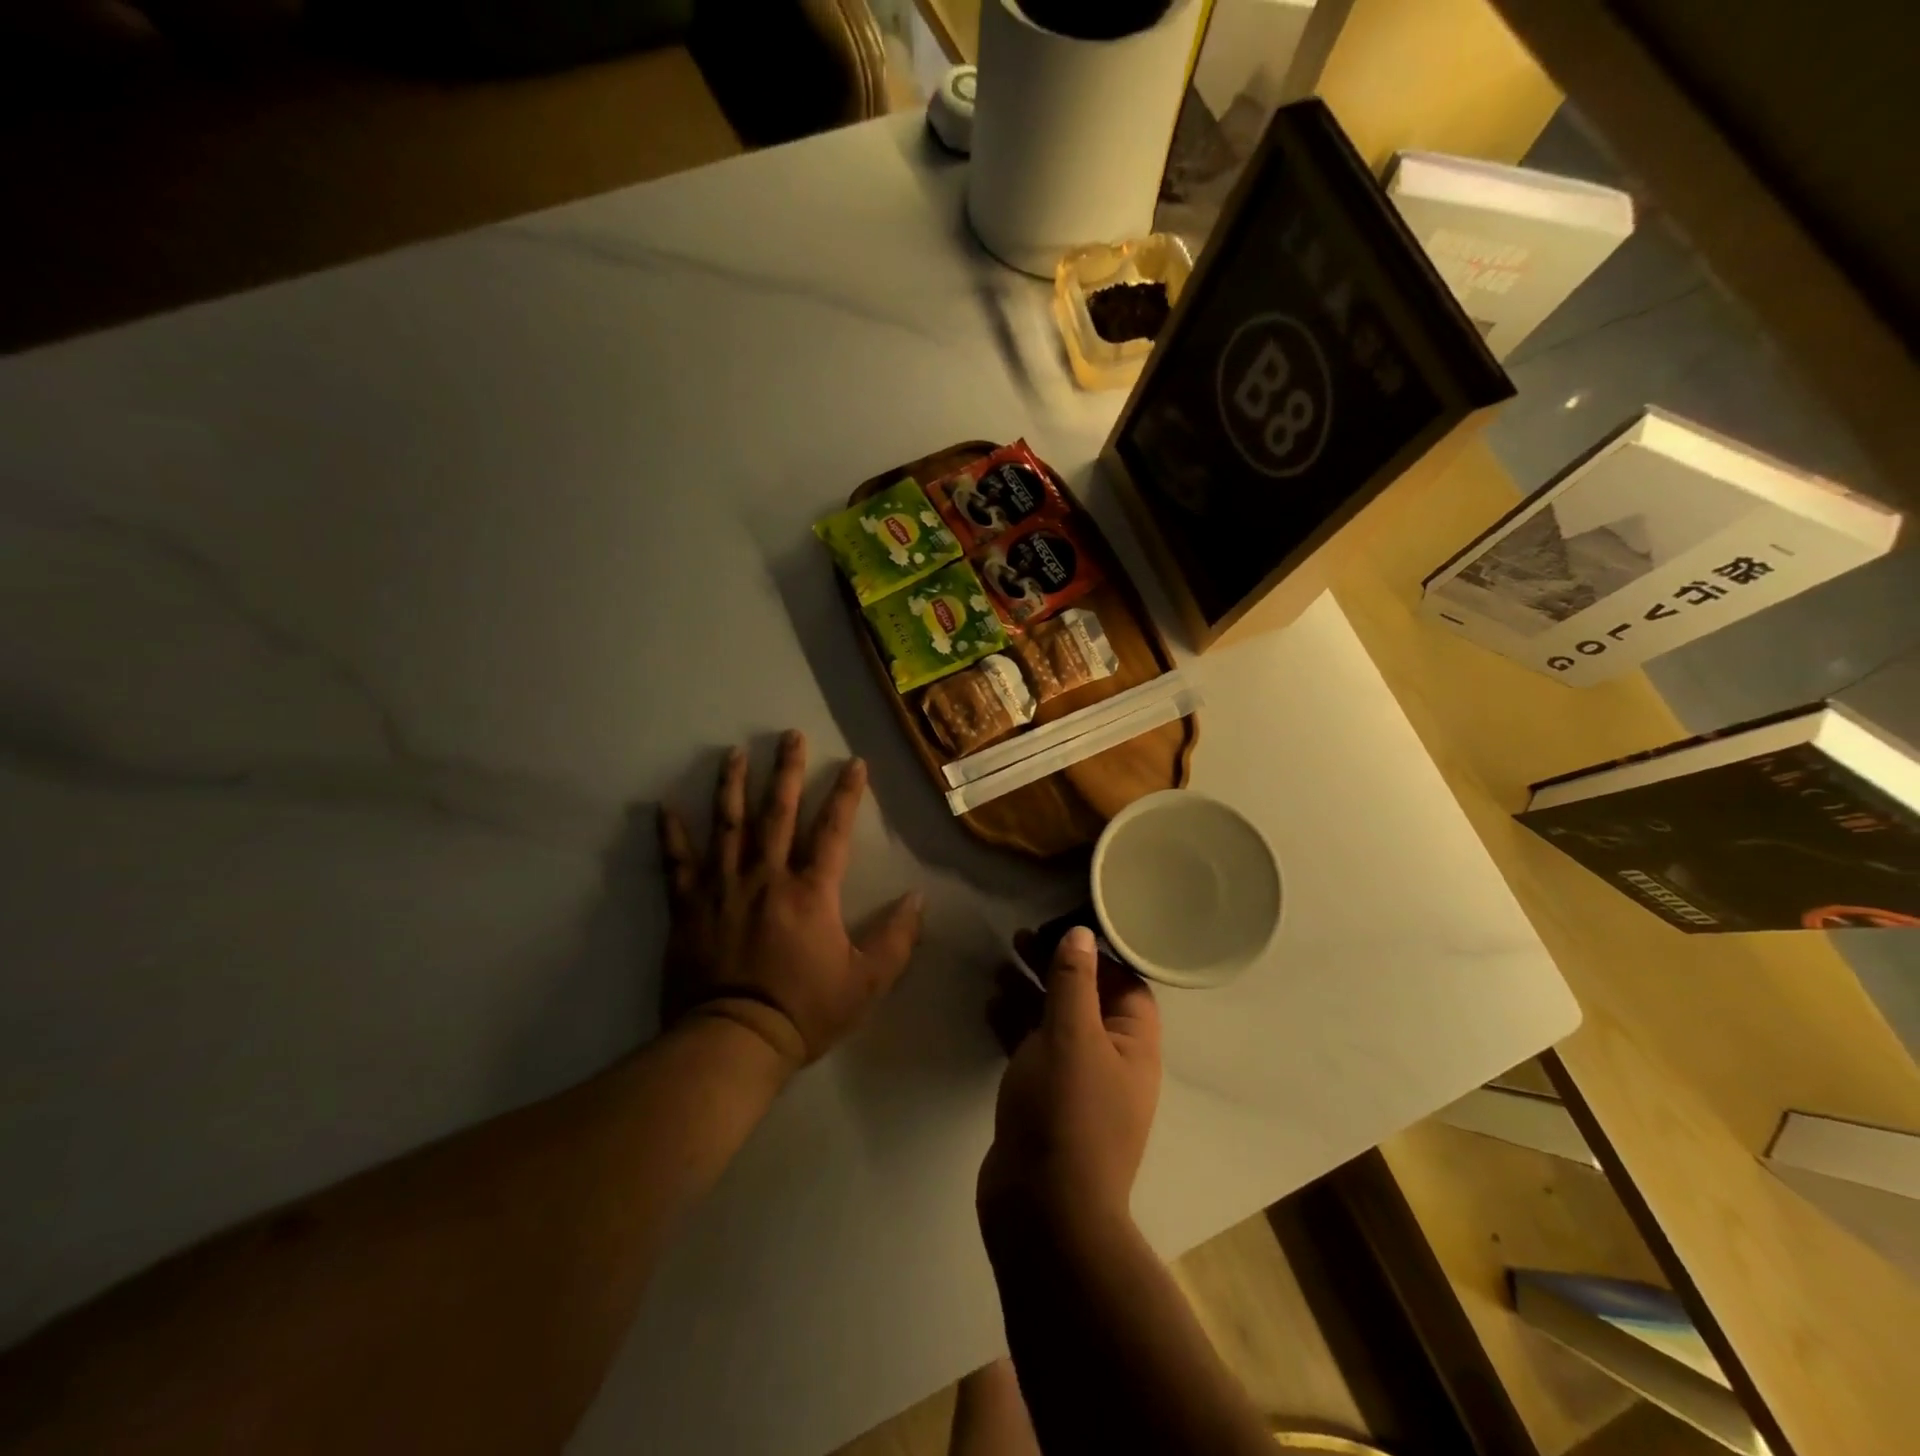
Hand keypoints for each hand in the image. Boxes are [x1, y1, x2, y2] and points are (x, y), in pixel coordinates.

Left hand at [657, 730, 922, 1075]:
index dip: (847, 793)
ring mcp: (722, 887)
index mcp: (810, 890)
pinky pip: (676, 863)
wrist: (733, 1041)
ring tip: (734, 752)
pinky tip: (663, 806)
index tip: (853, 762)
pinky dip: (670, 834)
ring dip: (732, 785)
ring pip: (728, 825)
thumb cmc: (804, 1011)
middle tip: (789, 735)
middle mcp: (766, 876)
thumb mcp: (865, 983)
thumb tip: (918, 899)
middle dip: (786, 770)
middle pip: (777, 812)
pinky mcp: (687, 907)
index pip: (833, 829)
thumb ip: (896, 939)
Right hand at [978, 926, 1160, 1237]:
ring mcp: (1076, 1085)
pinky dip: (1014, 1025)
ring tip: (999, 966)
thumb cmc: (1067, 1112)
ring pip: (1055, 1023)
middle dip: (1055, 968)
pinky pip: (1033, 1050)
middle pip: (1086, 1000)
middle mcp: (1111, 1062)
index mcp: (1134, 1046)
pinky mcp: (1044, 1102)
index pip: (1126, 984)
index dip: (1098, 954)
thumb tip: (1081, 934)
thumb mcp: (1071, 1035)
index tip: (1062, 929)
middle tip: (1019, 940)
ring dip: (1030, 993)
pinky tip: (990, 1005)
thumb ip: (1074, 982)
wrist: (1042, 1212)